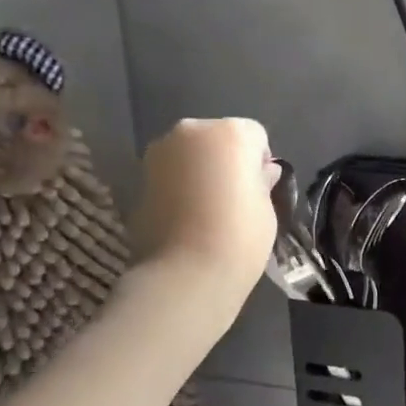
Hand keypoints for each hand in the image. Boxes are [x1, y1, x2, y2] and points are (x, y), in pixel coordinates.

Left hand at [129, 119, 277, 301]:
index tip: (260, 190)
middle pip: (218, 137)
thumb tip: (261, 172)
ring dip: (200, 171)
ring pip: (190, 154)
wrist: (186, 273)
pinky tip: (187, 217)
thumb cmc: (240, 237)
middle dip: (226, 160)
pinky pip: (170, 174)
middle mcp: (190, 132)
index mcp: (230, 133)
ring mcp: (159, 153)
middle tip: (234, 198)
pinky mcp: (138, 178)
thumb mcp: (267, 207)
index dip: (260, 162)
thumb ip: (261, 181)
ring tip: (209, 210)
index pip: (255, 135)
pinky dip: (179, 187)